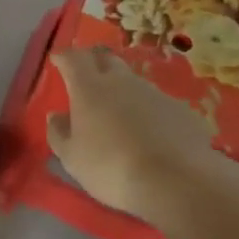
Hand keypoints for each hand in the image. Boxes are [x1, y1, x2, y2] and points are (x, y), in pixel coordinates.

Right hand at [47, 48, 223, 228]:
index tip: (58, 59)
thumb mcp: (72, 158)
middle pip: (106, 59)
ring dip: (123, 90)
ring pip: (134, 82)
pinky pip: (158, 104)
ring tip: (120, 112)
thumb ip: (59, 133)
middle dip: (94, 62)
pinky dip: (150, 112)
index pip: (73, 58)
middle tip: (87, 75)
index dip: (64, 56)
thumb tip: (57, 116)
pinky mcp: (182, 110)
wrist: (177, 182)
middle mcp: (122, 82)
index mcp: (89, 88)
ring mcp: (155, 93)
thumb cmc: (111, 167)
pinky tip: (151, 134)